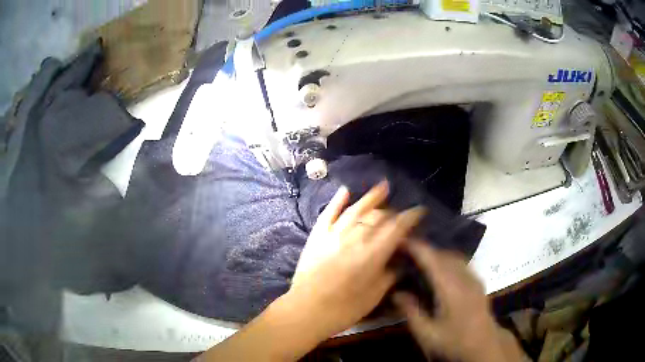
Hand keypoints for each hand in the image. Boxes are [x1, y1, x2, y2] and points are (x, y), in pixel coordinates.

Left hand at [286, 181, 424, 340]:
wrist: (306, 311)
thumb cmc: (344, 309)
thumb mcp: (374, 296)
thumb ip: (389, 275)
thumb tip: (397, 262)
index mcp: (373, 254)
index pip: (397, 228)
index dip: (410, 217)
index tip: (419, 210)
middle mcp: (355, 238)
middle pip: (378, 217)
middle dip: (392, 212)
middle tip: (399, 214)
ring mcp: (333, 235)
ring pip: (355, 209)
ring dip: (370, 198)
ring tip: (382, 187)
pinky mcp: (317, 236)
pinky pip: (328, 213)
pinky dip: (337, 201)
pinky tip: (345, 190)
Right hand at [394, 241, 523, 361]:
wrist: (484, 346)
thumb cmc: (454, 341)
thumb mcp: (427, 334)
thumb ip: (411, 312)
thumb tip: (396, 293)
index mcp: (450, 288)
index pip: (432, 259)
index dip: (416, 247)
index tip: (400, 241)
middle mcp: (464, 277)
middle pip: (443, 254)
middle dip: (425, 250)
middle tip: (406, 253)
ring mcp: (474, 279)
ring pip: (454, 257)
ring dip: (437, 254)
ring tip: (421, 260)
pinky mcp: (478, 283)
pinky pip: (461, 263)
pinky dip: (448, 260)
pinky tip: (441, 271)